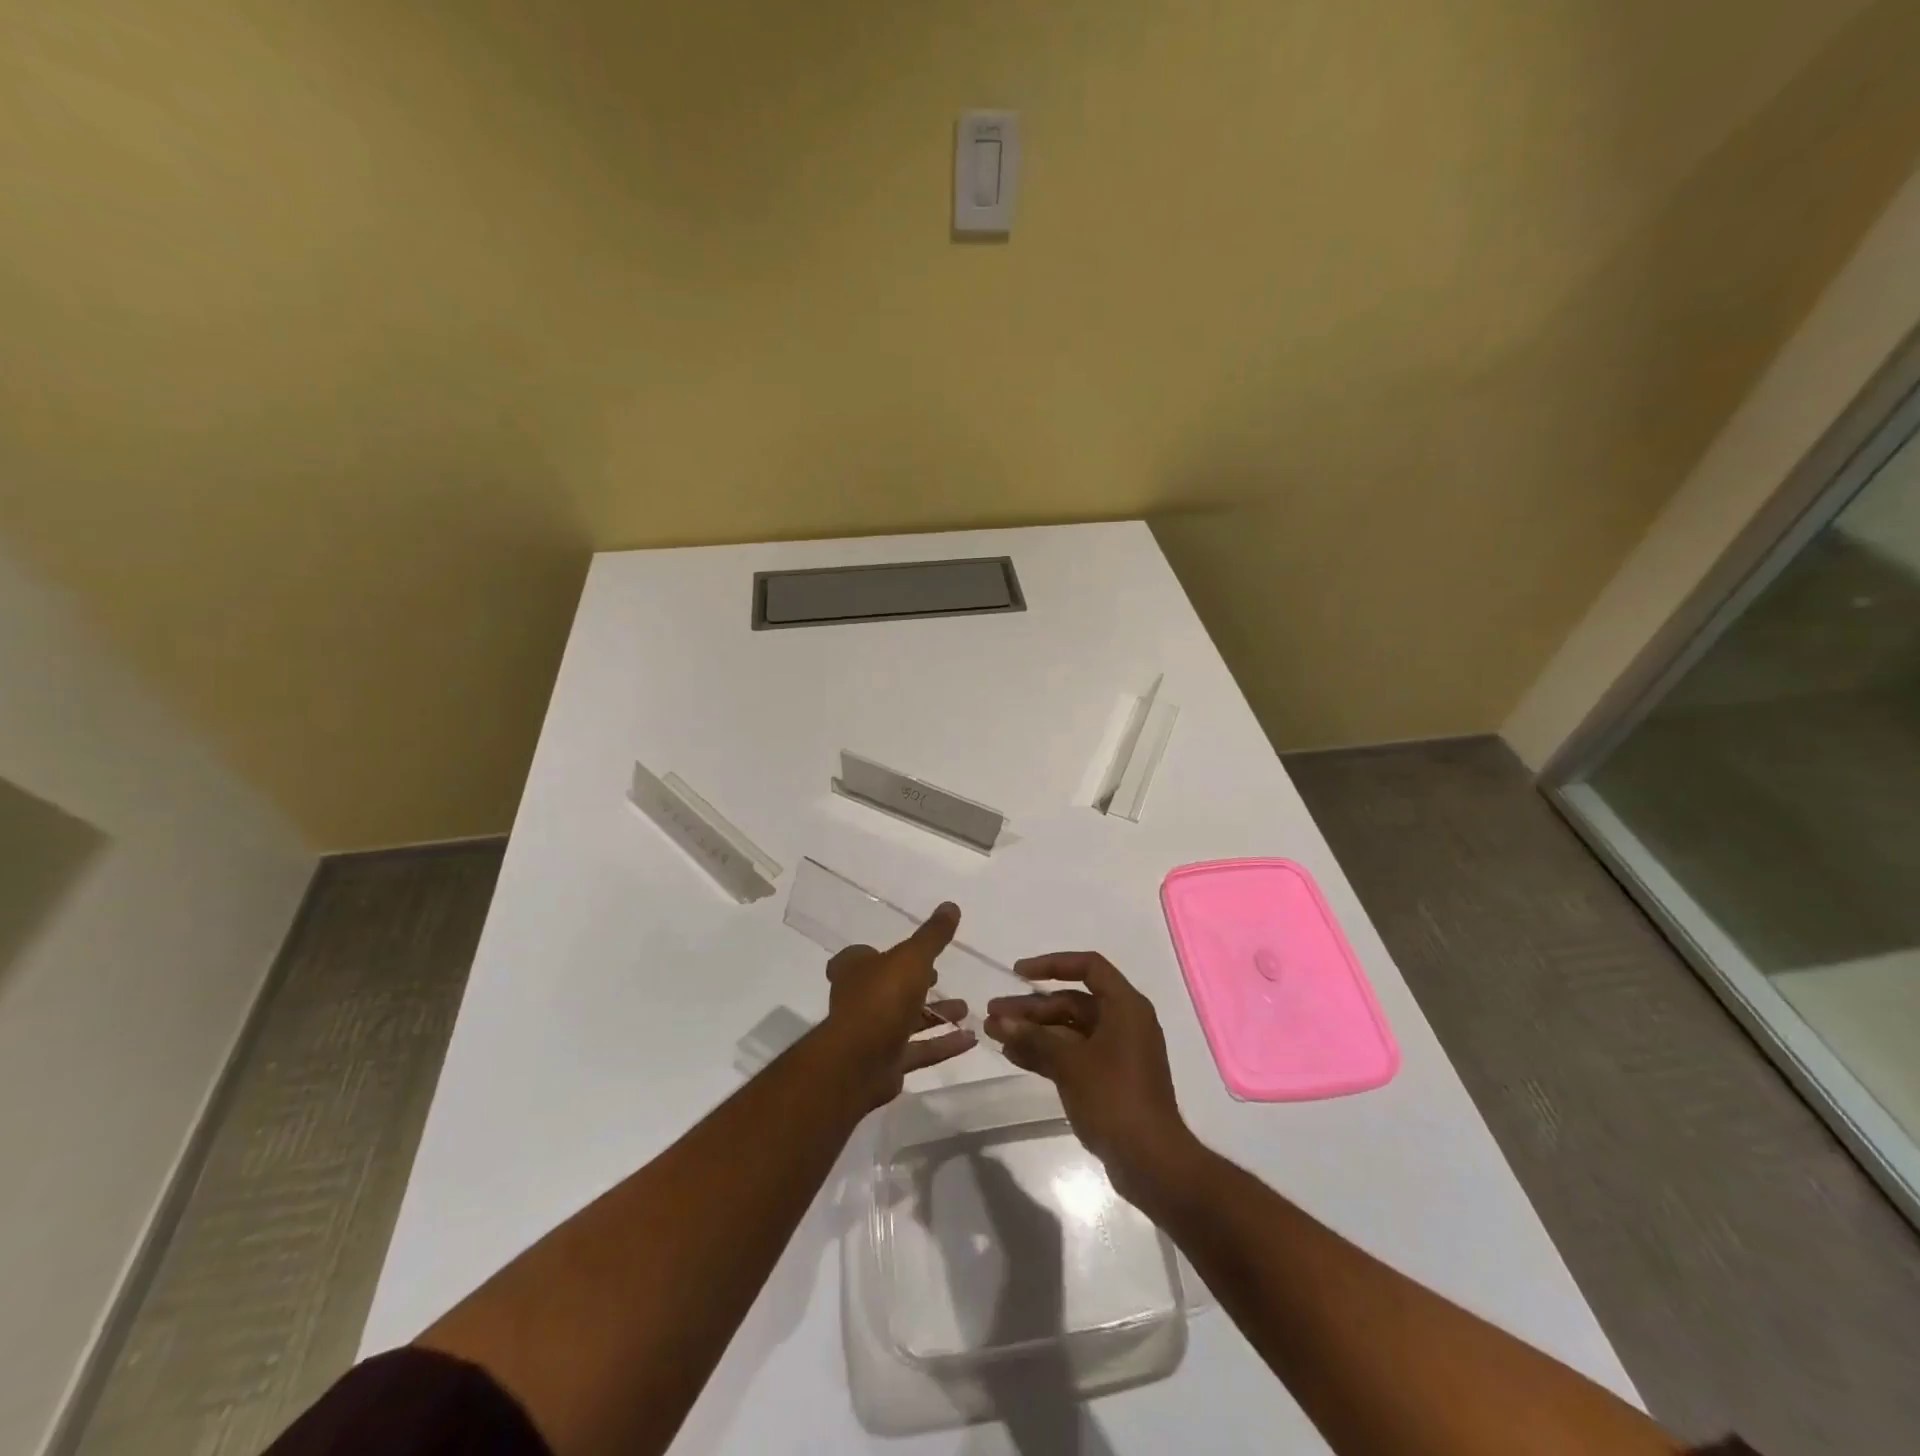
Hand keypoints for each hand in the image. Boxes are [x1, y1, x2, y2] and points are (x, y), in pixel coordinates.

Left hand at [824, 901, 975, 1106]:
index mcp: (854, 969)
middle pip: (889, 988)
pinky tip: (970, 1040)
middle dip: (917, 984)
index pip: (862, 956)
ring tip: (965, 1009)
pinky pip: (919, 1050)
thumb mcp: (912, 958)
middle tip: (942, 979)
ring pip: (907, 1020)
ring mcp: (871, 1034)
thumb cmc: (881, 998)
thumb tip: (951, 905)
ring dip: (936, 1015)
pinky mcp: (885, 1063)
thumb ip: (932, 936)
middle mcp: (859, 999)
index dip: (885, 954)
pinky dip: (943, 1044)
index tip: (912, 954)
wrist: (859, 1062)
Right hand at [984, 952, 1194, 1199]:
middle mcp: (1124, 1022)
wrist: (1151, 1162)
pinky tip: (1014, 1056)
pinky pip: (1073, 1054)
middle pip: (1073, 1001)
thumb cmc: (1114, 1098)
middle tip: (994, 1013)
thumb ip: (1033, 1038)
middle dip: (1032, 1007)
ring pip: (1069, 1030)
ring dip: (1034, 1031)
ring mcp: (1117, 1052)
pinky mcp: (1110, 1079)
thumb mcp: (1070, 1063)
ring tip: (995, 1034)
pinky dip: (1046, 1053)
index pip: (1088, 967)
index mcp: (1125, 1006)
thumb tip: (998, 1021)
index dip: (1052, 964)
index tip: (1019, 973)